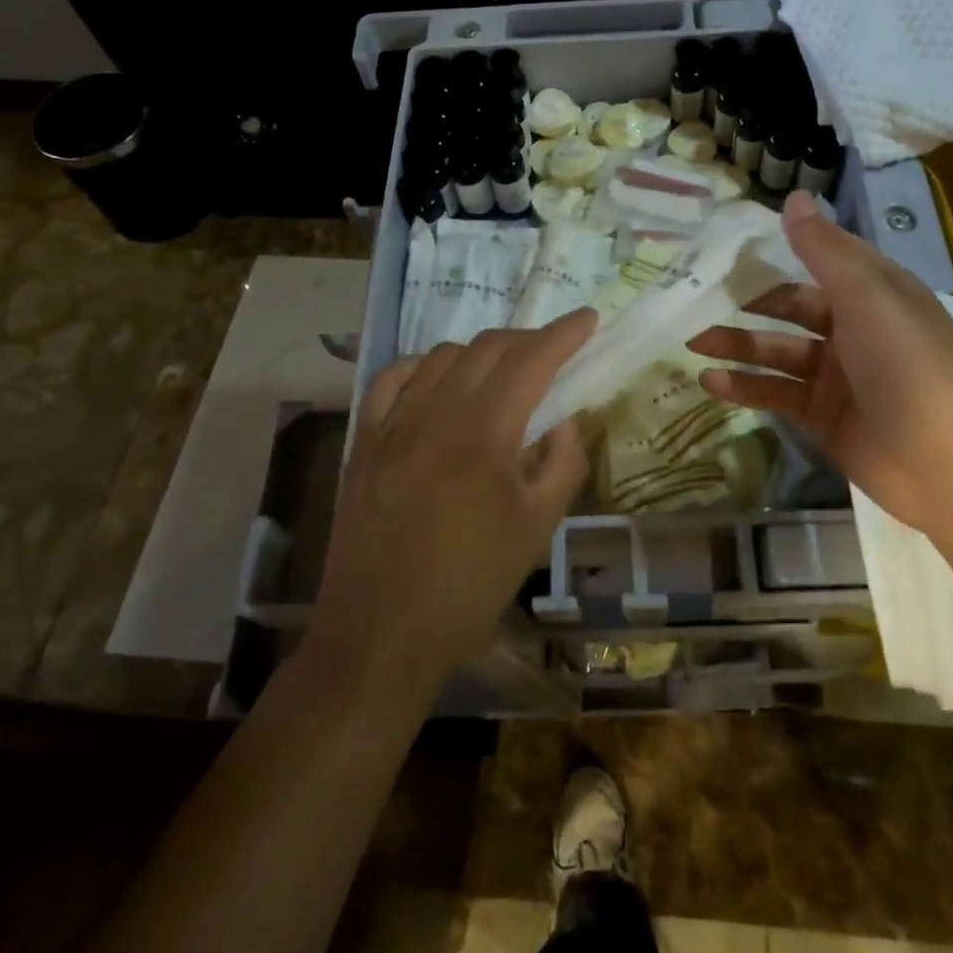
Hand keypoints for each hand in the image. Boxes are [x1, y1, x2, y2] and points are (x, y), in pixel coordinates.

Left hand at [305, 310, 595, 689]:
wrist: (382, 633)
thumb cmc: (471, 584)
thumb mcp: (538, 526)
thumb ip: (562, 461)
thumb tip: (565, 417)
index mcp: (484, 433)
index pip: (531, 361)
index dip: (564, 334)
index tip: (588, 319)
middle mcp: (436, 413)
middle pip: (487, 348)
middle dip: (528, 339)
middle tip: (554, 350)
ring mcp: (393, 424)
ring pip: (442, 357)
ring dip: (481, 352)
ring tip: (503, 369)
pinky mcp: (365, 442)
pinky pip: (392, 379)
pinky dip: (423, 366)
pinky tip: (437, 378)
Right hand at [689, 191, 952, 533]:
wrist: (950, 465)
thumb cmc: (910, 365)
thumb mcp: (867, 296)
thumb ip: (824, 250)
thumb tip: (793, 197)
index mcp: (873, 292)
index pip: (817, 262)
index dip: (775, 253)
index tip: (725, 248)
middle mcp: (854, 329)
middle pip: (790, 308)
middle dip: (745, 304)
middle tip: (693, 298)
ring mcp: (838, 376)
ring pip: (777, 353)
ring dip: (737, 346)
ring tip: (691, 341)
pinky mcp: (823, 417)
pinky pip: (777, 394)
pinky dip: (745, 388)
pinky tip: (711, 382)